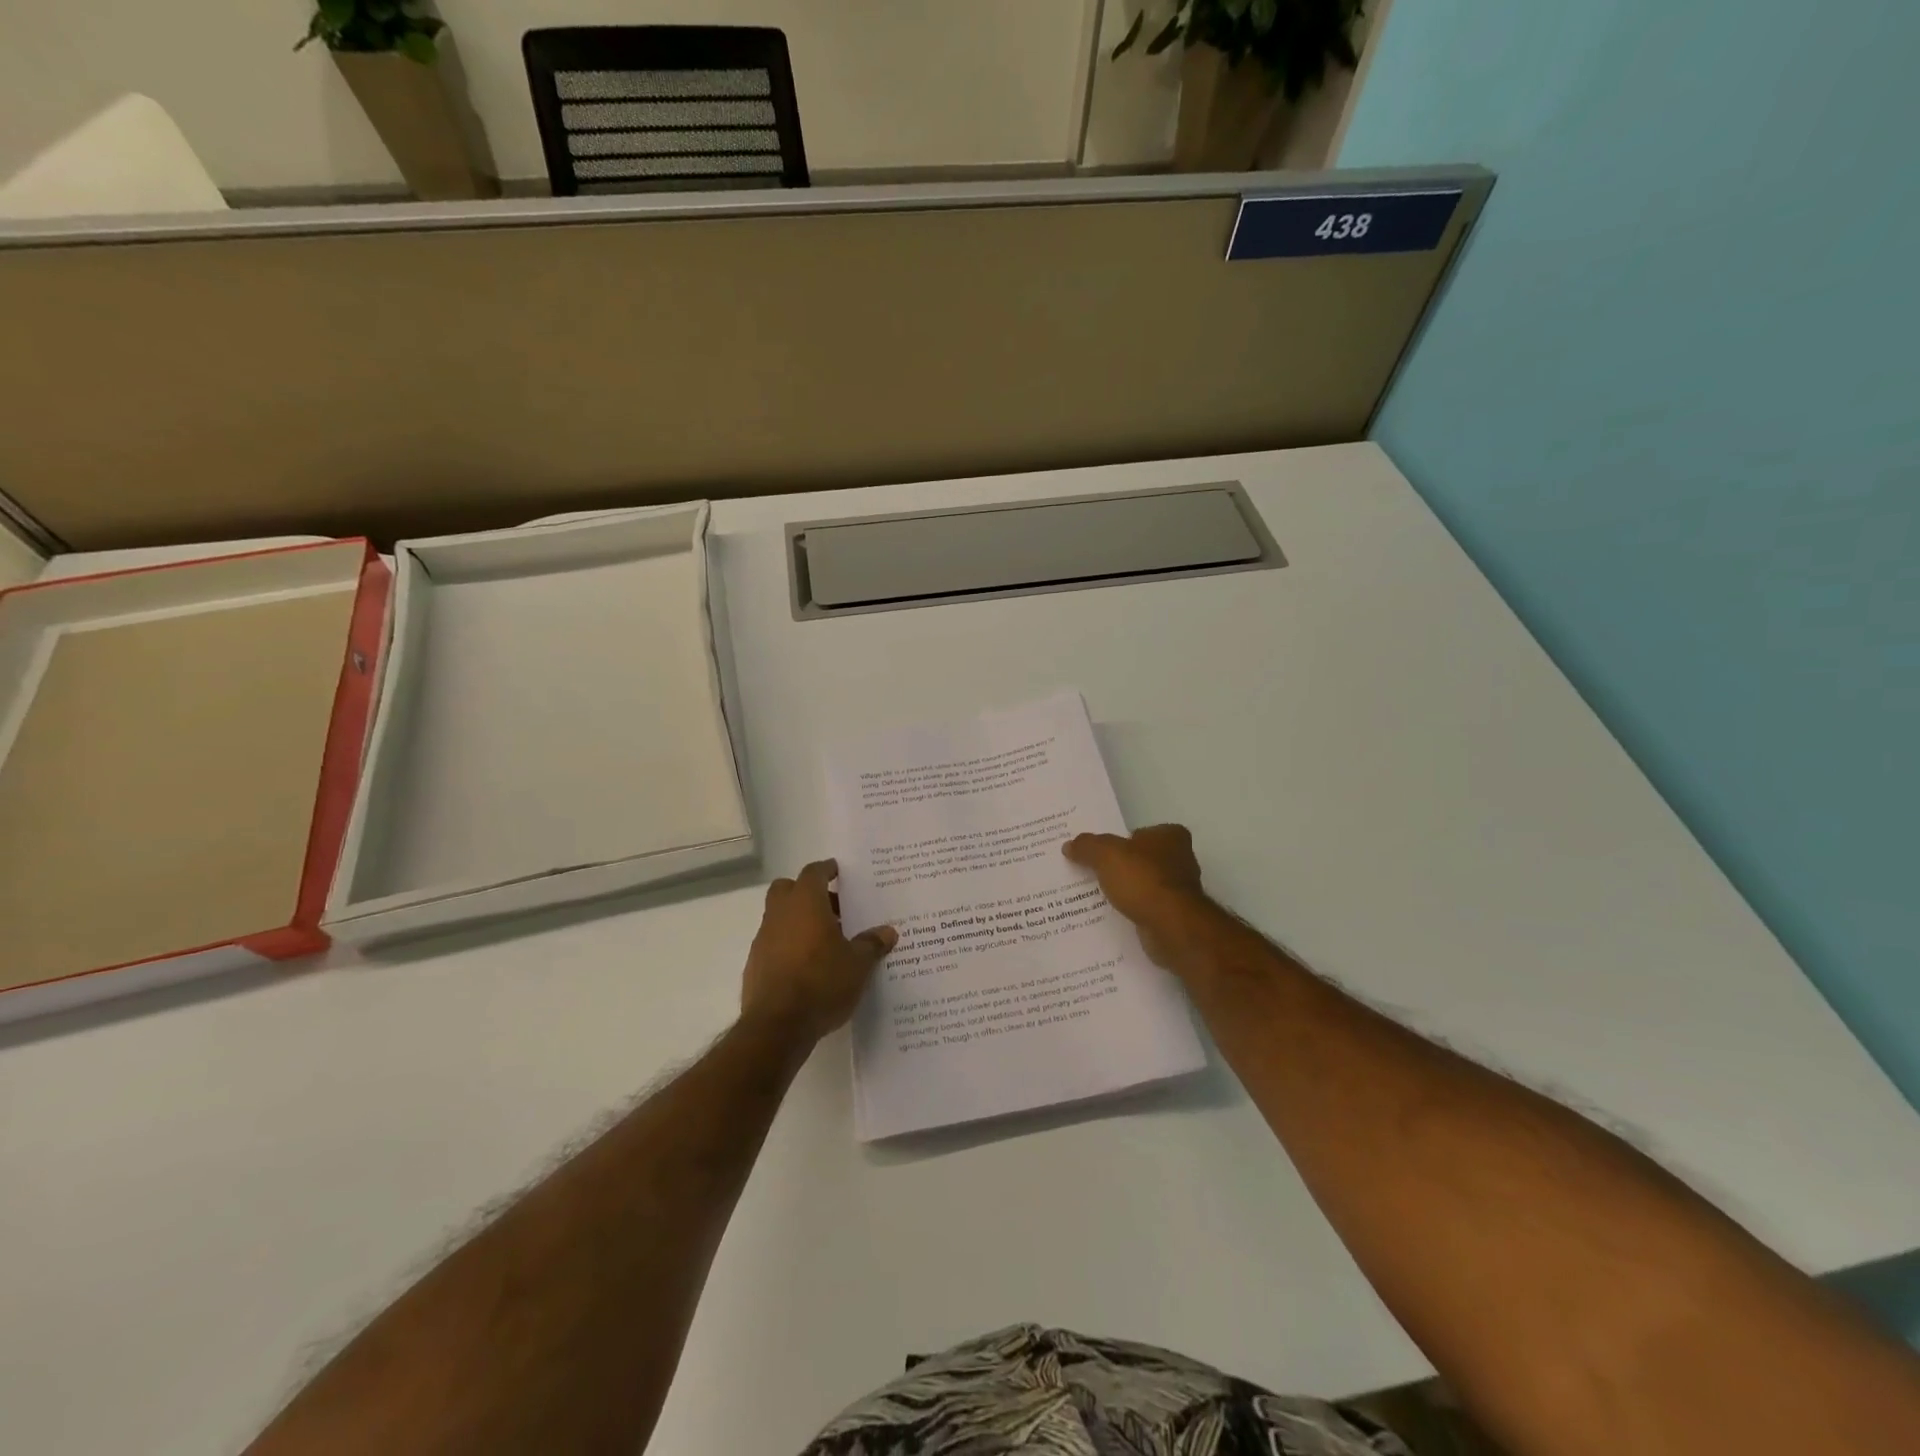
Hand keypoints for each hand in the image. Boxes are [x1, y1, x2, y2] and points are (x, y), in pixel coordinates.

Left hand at [741, 859, 895, 1041]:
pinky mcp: (754, 965)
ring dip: (798, 921)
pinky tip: (807, 967)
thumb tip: (888, 932)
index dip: (827, 870)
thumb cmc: (822, 983)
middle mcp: (779, 914)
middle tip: (833, 908)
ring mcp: (762, 939)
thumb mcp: (858, 965)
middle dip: (807, 892)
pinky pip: (773, 943)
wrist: (777, 1026)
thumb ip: (872, 944)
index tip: (838, 871)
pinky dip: (788, 945)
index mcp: (805, 903)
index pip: (814, 872)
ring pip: (779, 916)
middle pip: (788, 888)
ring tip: (825, 941)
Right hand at [1062, 824, 1210, 966]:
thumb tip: (1069, 845)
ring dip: (1125, 891)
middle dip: (1119, 867)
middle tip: (1089, 872)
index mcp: (1170, 836)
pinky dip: (1131, 910)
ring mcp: (1179, 889)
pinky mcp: (1174, 915)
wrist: (1171, 926)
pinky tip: (1111, 915)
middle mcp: (1180, 859)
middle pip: (1140, 859)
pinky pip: (1145, 907)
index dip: (1117, 841)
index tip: (1096, 852)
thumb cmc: (1143, 880)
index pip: (1138, 832)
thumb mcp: (1105, 854)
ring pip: (1142, 884)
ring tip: (1094, 896)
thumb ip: (1087, 846)